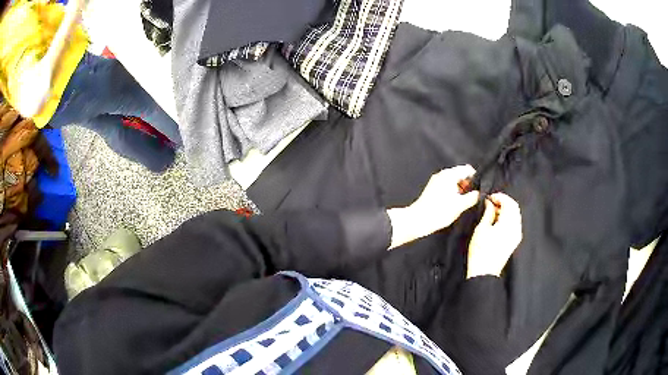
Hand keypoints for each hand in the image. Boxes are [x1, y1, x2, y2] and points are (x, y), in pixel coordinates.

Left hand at [388, 165, 478, 248]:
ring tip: (463, 203)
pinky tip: (454, 204)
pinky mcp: (432, 189)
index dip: (475, 178)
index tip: (478, 188)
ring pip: (454, 182)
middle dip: (468, 185)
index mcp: (449, 175)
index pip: (467, 169)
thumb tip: (478, 194)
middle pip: (460, 175)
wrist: (418, 220)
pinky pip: (447, 187)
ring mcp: (436, 181)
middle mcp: (442, 175)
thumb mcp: (460, 205)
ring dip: (460, 190)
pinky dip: (453, 193)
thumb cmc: (438, 212)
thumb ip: (472, 197)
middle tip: (471, 197)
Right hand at [466, 193, 521, 278]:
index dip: (500, 197)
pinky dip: (508, 218)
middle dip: (504, 202)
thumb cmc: (480, 252)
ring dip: (506, 210)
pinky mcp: (514, 241)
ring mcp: (516, 235)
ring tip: (493, 212)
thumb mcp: (481, 229)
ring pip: (515, 215)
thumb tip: (489, 203)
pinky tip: (497, 222)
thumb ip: (487, 213)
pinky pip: (515, 223)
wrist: (484, 272)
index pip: (509, 203)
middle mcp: (516, 228)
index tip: (489, 197)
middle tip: (491, 203)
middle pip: (514, 208)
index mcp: (508, 224)